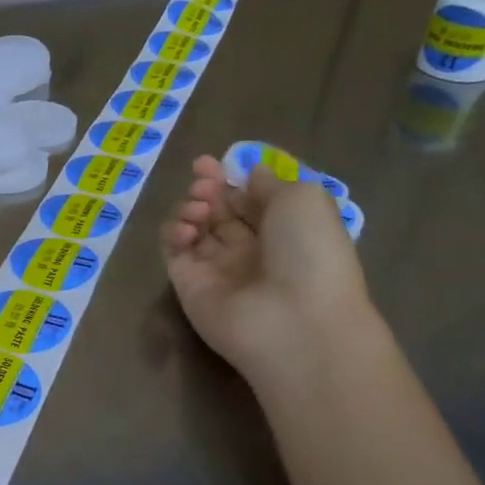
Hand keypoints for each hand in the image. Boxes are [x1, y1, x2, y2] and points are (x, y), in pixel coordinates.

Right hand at [160, 154, 372, 385]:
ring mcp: (216, 268)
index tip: (209, 163)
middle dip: (206, 189)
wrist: (294, 321)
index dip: (229, 178)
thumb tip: (249, 174)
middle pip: (218, 210)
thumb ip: (270, 183)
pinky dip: (173, 232)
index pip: (248, 198)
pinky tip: (186, 229)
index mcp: (284, 229)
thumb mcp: (304, 199)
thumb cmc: (311, 254)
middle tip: (202, 182)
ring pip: (193, 227)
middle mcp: (250, 248)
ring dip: (190, 208)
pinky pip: (173, 250)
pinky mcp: (187, 284)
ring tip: (198, 208)